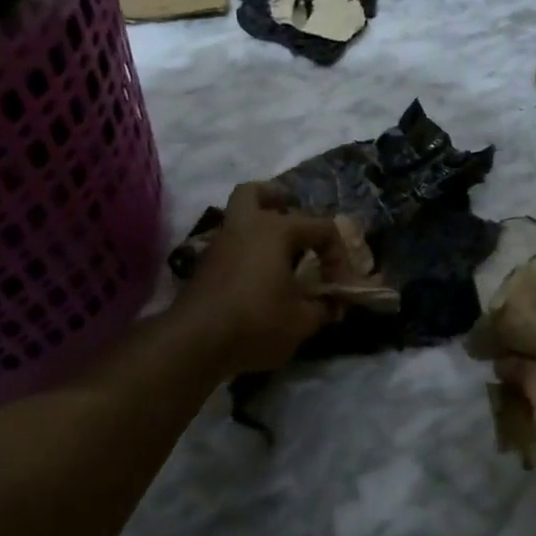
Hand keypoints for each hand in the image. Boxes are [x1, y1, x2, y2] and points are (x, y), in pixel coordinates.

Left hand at [172, 183, 345, 375]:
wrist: (194, 342)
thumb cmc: (256, 322)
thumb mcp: (301, 321)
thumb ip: (323, 308)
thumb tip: (334, 305)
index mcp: (276, 230)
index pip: (321, 228)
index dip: (338, 254)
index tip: (340, 285)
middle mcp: (246, 226)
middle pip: (255, 193)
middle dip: (276, 199)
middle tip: (292, 216)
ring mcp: (220, 244)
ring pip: (238, 217)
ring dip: (259, 227)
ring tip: (280, 253)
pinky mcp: (205, 266)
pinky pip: (231, 243)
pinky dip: (246, 249)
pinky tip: (260, 275)